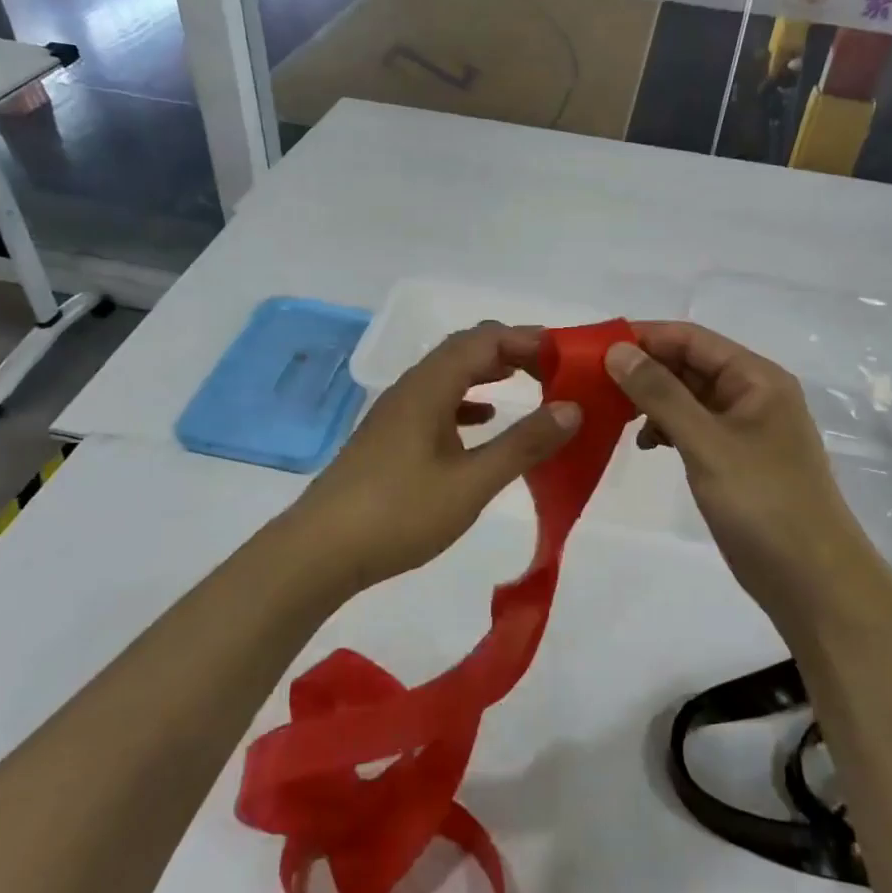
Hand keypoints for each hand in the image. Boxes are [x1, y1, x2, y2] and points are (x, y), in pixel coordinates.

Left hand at [286, 323, 581, 598]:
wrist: (319, 552)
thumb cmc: (399, 513)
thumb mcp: (471, 482)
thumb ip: (523, 444)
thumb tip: (572, 408)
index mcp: (429, 387)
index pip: (484, 340)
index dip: (526, 340)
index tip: (566, 357)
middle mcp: (411, 388)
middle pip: (465, 350)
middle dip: (511, 352)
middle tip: (553, 370)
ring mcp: (397, 413)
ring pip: (449, 375)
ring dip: (489, 373)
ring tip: (528, 385)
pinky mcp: (390, 438)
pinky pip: (437, 402)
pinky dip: (467, 402)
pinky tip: (483, 421)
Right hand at [606, 323, 888, 622]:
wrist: (811, 580)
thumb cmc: (763, 502)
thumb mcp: (706, 443)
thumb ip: (660, 393)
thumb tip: (617, 350)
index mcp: (756, 378)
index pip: (691, 339)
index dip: (643, 337)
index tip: (593, 349)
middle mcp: (751, 394)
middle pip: (688, 365)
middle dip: (643, 370)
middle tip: (592, 383)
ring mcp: (744, 428)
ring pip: (688, 397)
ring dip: (651, 401)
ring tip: (611, 414)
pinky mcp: (734, 459)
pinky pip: (693, 427)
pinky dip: (667, 429)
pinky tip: (646, 444)